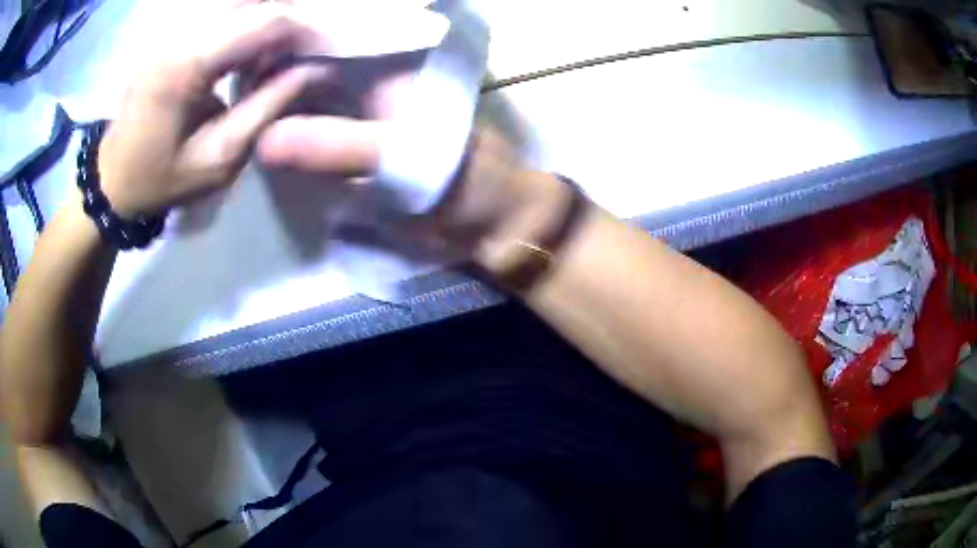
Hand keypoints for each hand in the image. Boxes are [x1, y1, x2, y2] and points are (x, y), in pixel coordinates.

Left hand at [97, 3, 329, 217]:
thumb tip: (316, 70)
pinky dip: (248, 20)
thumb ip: (268, 106)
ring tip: (278, 51)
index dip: (306, 31)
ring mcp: (173, 26)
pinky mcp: (172, 29)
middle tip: (303, 52)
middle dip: (291, 18)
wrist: (112, 178)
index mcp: (186, 65)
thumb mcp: (220, 157)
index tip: (328, 55)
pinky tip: (250, 47)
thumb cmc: (161, 179)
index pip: (266, 20)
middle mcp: (180, 30)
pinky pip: (222, 9)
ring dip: (270, 17)